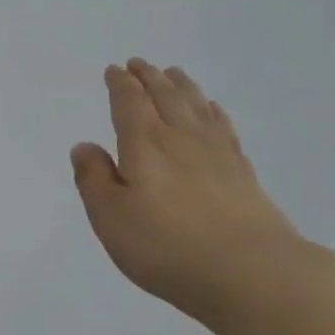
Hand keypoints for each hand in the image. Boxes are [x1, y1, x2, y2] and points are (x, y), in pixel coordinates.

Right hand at [71, 60, 312, 326]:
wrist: (250, 271)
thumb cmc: (166, 246)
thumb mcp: (111, 218)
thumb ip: (94, 179)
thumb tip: (84, 146)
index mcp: (144, 145)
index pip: (129, 103)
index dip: (120, 85)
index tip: (114, 70)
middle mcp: (181, 138)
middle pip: (164, 97)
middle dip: (148, 78)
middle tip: (139, 63)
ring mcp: (217, 153)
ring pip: (195, 106)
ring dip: (181, 86)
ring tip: (173, 74)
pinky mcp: (242, 172)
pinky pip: (223, 127)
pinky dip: (212, 111)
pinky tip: (211, 110)